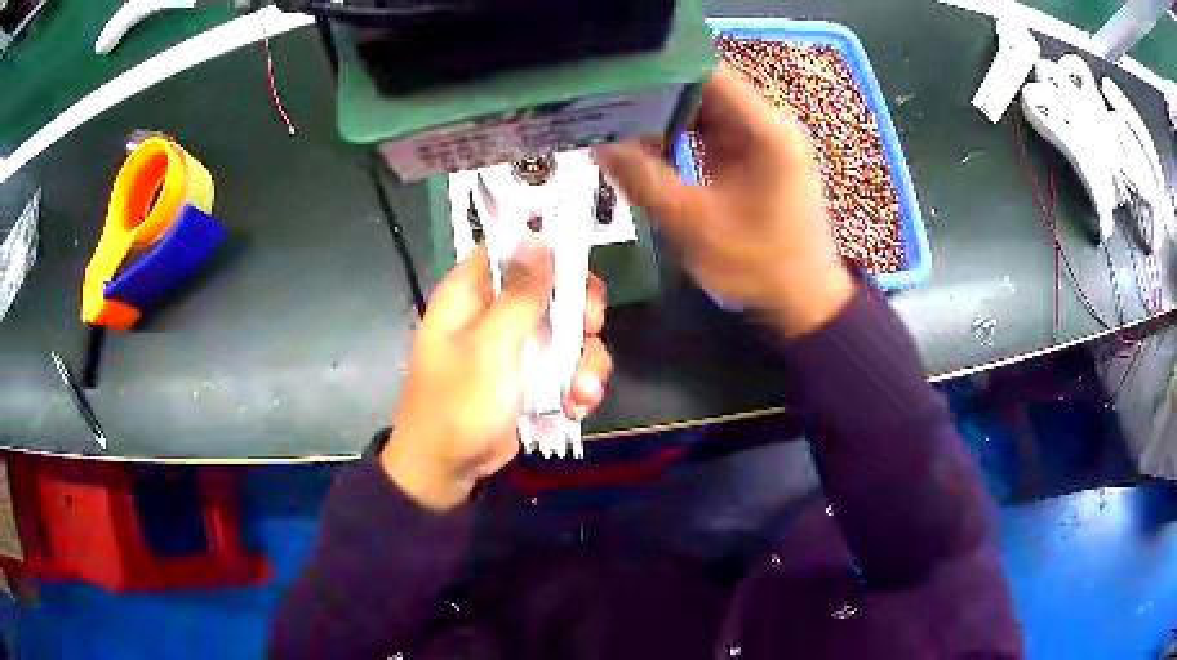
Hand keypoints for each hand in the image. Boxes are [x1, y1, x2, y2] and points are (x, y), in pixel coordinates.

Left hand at [382, 239, 612, 510]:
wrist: (448, 469)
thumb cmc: (459, 404)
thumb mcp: (491, 347)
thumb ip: (520, 294)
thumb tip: (539, 236)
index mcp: (470, 293)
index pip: (511, 247)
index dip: (548, 248)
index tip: (579, 265)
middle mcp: (494, 311)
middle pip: (551, 287)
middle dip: (578, 310)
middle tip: (589, 329)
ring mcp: (515, 346)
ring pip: (567, 330)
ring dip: (584, 360)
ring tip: (582, 392)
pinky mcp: (530, 376)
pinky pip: (565, 365)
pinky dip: (576, 384)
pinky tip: (576, 407)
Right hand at [594, 69, 853, 336]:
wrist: (802, 300)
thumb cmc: (759, 265)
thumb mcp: (694, 225)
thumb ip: (644, 181)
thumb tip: (601, 145)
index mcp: (765, 130)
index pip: (707, 73)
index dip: (660, 70)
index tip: (615, 79)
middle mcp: (766, 124)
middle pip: (703, 88)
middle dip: (654, 92)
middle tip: (605, 100)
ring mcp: (761, 140)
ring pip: (704, 109)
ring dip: (664, 114)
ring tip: (615, 118)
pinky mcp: (753, 158)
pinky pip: (710, 132)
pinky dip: (679, 135)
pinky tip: (645, 143)